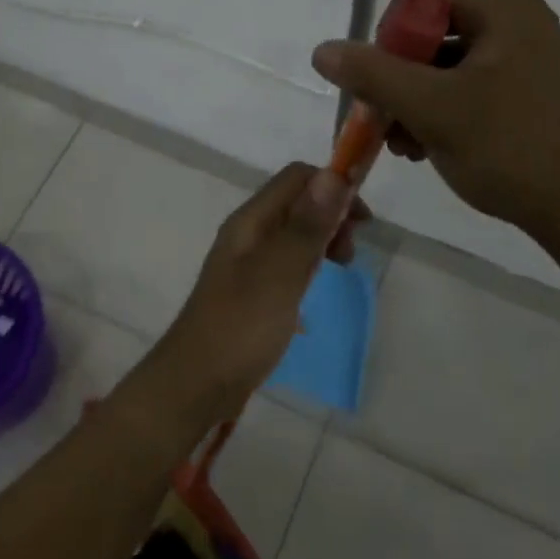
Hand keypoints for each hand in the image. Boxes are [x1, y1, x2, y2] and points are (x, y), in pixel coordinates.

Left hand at [139, 163, 366, 425]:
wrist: (196, 383)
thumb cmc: (240, 327)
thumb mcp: (280, 274)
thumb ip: (306, 226)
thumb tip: (334, 174)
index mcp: (251, 221)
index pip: (297, 177)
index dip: (334, 186)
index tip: (363, 222)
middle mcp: (248, 232)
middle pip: (297, 202)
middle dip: (331, 215)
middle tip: (349, 254)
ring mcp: (247, 261)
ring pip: (294, 232)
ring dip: (322, 240)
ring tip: (340, 269)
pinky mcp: (251, 289)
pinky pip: (287, 261)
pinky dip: (309, 264)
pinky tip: (316, 290)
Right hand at [311, 0, 559, 239]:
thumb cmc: (507, 148)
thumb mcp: (431, 108)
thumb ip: (372, 74)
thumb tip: (322, 50)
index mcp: (503, 9)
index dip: (392, 23)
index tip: (384, 73)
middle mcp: (513, 22)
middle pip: (428, 22)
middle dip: (395, 70)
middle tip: (383, 114)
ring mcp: (518, 57)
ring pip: (439, 58)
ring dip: (408, 96)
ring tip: (400, 143)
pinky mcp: (517, 89)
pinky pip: (459, 82)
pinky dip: (433, 108)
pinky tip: (420, 147)